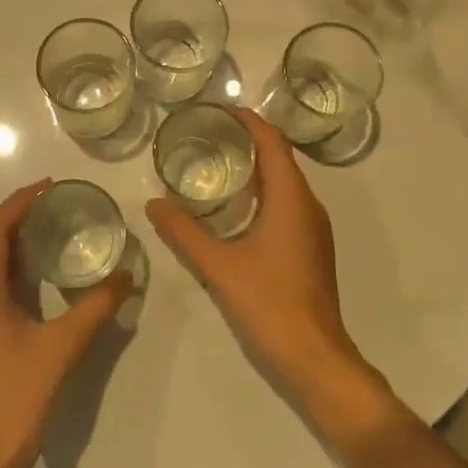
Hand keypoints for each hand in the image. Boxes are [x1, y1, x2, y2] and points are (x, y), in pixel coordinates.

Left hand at [0, 180, 132, 467]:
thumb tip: (128, 275)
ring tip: (50, 227)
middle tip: (56, 202)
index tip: (51, 186)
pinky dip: (10, 264)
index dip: (20, 201)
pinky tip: (38, 274)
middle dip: (17, 214)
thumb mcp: (63, 348)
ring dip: (12, 239)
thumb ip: (96, 307)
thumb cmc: (17, 397)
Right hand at [146, 110, 374, 407]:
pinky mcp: (309, 250)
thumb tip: (153, 204)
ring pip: (284, 185)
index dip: (250, 122)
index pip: (273, 144)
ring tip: (215, 165)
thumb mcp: (218, 266)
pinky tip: (233, 210)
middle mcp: (308, 207)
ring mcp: (313, 230)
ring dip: (254, 170)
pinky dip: (261, 194)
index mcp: (291, 200)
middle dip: (248, 142)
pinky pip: (286, 206)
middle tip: (207, 135)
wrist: (314, 358)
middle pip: (280, 160)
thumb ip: (183, 233)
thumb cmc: (269, 304)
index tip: (221, 109)